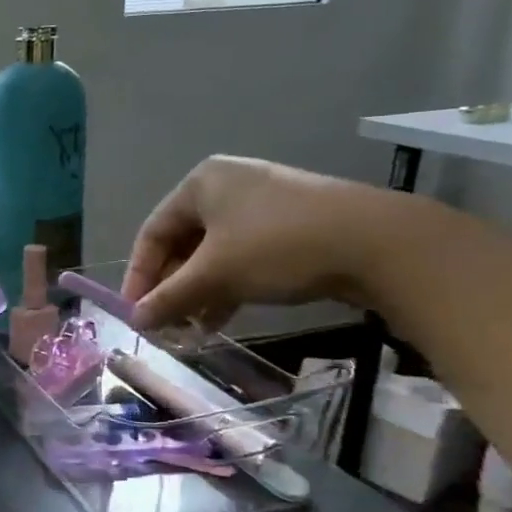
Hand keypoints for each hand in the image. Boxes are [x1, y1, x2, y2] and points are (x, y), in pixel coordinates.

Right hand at [123, 157, 396, 330]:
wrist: (376, 242)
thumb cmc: (277, 247)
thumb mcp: (216, 275)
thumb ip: (169, 298)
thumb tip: (135, 321)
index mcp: (201, 183)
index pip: (153, 231)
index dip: (139, 275)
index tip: (135, 312)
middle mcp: (227, 185)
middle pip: (183, 242)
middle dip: (173, 286)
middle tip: (166, 323)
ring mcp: (262, 203)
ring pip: (214, 253)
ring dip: (199, 291)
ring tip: (192, 328)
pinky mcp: (289, 224)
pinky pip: (243, 255)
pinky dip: (228, 285)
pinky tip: (223, 317)